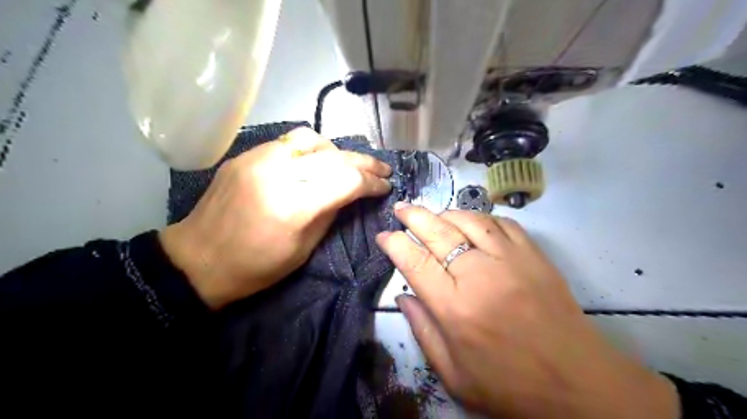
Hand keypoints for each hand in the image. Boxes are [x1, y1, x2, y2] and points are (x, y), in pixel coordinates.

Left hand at [157, 130, 391, 309]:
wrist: (198, 260)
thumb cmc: (255, 267)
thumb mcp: (303, 249)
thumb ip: (331, 214)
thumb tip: (351, 193)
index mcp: (293, 206)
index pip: (347, 181)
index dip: (372, 182)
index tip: (385, 186)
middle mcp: (277, 173)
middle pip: (334, 156)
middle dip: (365, 162)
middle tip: (382, 169)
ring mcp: (258, 159)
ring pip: (312, 139)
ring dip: (337, 151)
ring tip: (347, 164)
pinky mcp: (245, 155)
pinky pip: (287, 143)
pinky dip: (310, 149)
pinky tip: (316, 161)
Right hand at [377, 204, 681, 418]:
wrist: (578, 384)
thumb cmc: (510, 386)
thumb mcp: (454, 375)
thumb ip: (423, 331)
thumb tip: (403, 296)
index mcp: (455, 308)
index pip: (415, 262)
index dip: (395, 244)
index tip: (384, 235)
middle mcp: (479, 276)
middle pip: (438, 233)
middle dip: (413, 216)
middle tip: (400, 208)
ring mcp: (510, 261)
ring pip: (469, 220)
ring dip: (445, 212)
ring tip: (432, 213)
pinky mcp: (534, 256)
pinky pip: (502, 224)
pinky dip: (481, 218)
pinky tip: (472, 221)